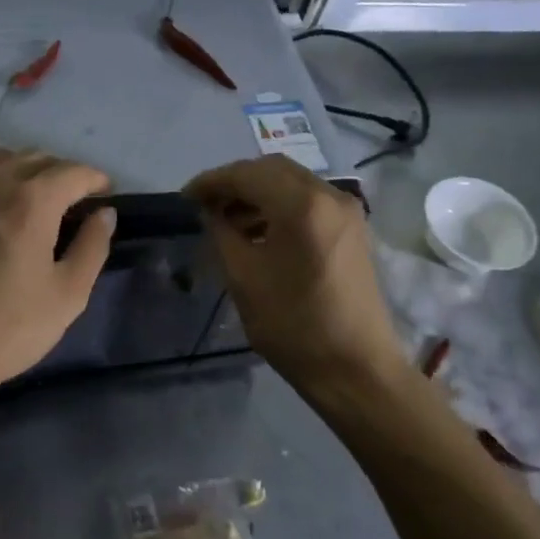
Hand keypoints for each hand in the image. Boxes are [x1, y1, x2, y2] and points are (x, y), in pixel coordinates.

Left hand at [0, 148, 115, 405]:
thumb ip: (92, 247)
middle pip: (34, 159)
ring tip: (35, 198)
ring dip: (24, 170)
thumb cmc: (7, 329)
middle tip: (76, 198)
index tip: (106, 192)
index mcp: (30, 202)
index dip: (95, 178)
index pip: (71, 172)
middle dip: (61, 172)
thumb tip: (104, 214)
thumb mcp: (67, 296)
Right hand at [184, 157, 406, 394]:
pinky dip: (280, 207)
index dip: (211, 181)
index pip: (247, 174)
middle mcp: (331, 195)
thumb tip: (211, 211)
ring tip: (227, 221)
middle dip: (235, 182)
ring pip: (293, 183)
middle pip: (273, 170)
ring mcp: (348, 211)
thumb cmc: (293, 326)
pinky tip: (259, 232)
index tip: (185, 198)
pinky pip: (310, 202)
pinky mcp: (353, 230)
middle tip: (205, 206)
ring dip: (258, 194)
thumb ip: (222, 233)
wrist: (355, 368)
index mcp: (302, 205)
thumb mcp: (243, 279)